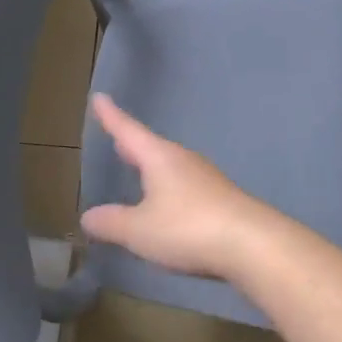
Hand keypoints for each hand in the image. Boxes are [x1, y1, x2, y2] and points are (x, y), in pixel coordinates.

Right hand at [80, 94, 285, 282]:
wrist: (252, 244)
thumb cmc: (187, 227)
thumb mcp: (140, 229)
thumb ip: (112, 222)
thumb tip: (89, 216)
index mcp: (160, 157)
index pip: (128, 131)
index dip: (111, 116)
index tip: (100, 97)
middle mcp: (183, 161)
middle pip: (151, 147)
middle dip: (132, 145)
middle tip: (117, 137)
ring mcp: (206, 179)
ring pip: (171, 167)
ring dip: (153, 168)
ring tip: (139, 171)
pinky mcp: (221, 201)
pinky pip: (185, 187)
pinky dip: (169, 189)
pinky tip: (168, 205)